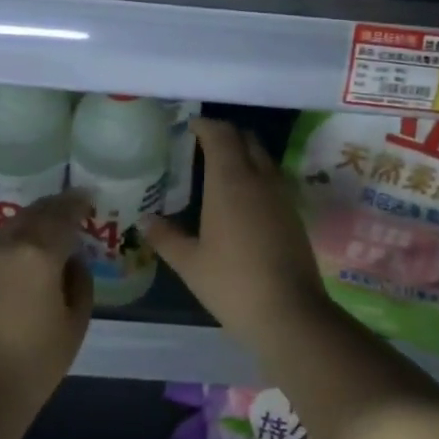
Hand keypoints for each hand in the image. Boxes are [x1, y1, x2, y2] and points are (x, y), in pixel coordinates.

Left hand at [0, 189, 94, 425]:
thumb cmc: (36, 363)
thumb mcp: (76, 322)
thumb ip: (80, 280)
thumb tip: (71, 260)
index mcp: (39, 253)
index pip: (63, 215)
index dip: (78, 203)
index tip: (89, 198)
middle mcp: (6, 246)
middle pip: (34, 213)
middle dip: (55, 207)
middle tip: (71, 207)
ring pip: (10, 227)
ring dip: (31, 222)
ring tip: (47, 231)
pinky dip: (11, 242)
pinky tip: (20, 258)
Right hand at [142, 118, 327, 336]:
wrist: (290, 312)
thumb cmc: (232, 284)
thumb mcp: (190, 263)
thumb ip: (165, 237)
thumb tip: (144, 220)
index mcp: (230, 181)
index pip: (221, 135)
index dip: (205, 125)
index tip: (189, 126)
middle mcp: (259, 178)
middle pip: (246, 139)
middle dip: (225, 135)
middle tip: (201, 144)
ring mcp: (281, 195)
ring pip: (263, 158)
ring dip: (243, 153)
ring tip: (219, 169)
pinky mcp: (294, 214)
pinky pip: (273, 179)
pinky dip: (256, 175)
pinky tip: (241, 198)